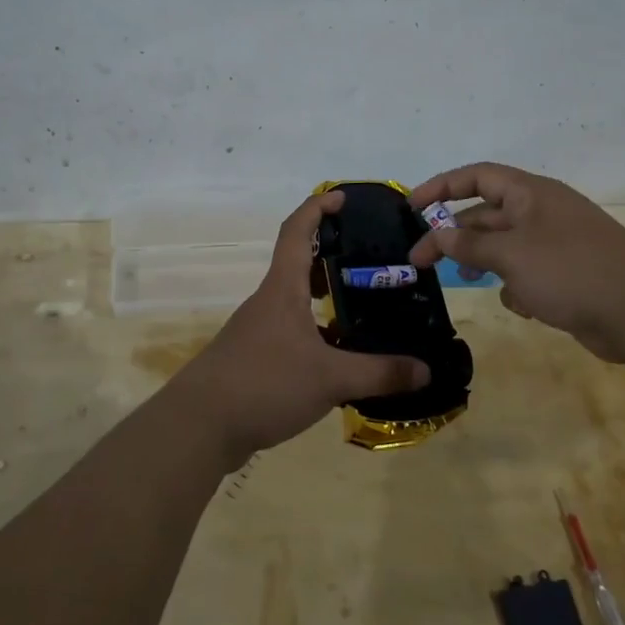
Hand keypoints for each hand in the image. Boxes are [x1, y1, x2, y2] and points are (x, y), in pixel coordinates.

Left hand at [170, 191, 428, 467]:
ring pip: (293, 301)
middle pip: (297, 264)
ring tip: (360, 305)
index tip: (342, 197)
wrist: (199, 426)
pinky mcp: (252, 359)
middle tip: (367, 258)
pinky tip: (336, 355)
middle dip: (329, 254)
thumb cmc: (264, 384)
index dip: (317, 208)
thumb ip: (379, 374)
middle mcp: (267, 302)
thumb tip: (426, 370)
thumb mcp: (330, 379)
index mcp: (282, 290)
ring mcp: (256, 331)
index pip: (296, 232)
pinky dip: (313, 331)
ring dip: (322, 296)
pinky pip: (289, 332)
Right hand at [405, 162, 624, 362]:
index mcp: (530, 194)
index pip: (477, 176)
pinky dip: (518, 287)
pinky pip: (527, 273)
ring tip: (469, 280)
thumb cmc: (571, 271)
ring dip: (485, 262)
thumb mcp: (511, 255)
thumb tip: (440, 236)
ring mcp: (556, 244)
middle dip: (455, 235)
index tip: (410, 207)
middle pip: (485, 214)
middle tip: (421, 261)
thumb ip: (470, 246)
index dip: (441, 186)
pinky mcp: (567, 276)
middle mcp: (542, 213)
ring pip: (505, 247)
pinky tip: (523, 305)